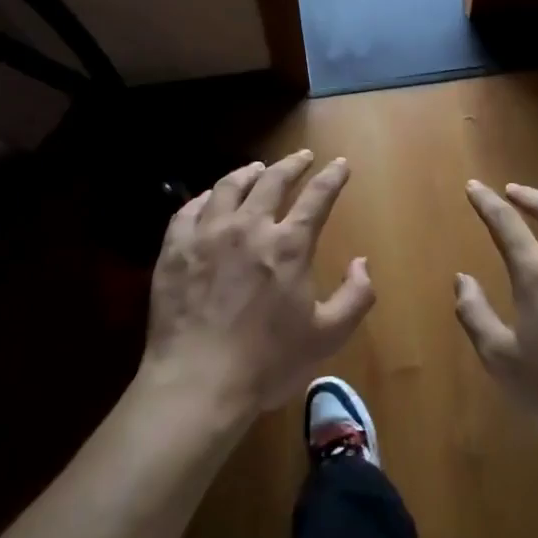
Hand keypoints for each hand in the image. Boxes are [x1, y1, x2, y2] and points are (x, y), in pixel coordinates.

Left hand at [141, 151, 374, 422]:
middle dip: (291, 164)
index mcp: (288, 245)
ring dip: (247, 173)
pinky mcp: (175, 248)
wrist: (198, 381)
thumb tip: (362, 262)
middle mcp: (248, 227)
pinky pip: (189, 209)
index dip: (331, 177)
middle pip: (272, 181)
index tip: (340, 163)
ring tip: (256, 168)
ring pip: (228, 187)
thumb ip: (355, 296)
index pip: (316, 197)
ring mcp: (206, 234)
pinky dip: (204, 198)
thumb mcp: (328, 336)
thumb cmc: (268, 362)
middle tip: (301, 156)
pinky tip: (208, 198)